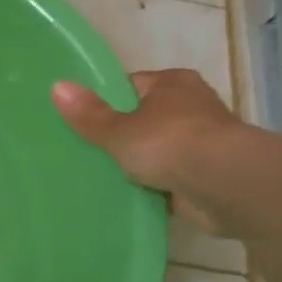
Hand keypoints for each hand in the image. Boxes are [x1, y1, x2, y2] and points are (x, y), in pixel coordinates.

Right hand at [51, 70, 247, 234]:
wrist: (225, 184)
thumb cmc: (170, 143)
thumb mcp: (118, 129)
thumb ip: (89, 114)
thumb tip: (56, 86)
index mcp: (172, 83)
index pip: (131, 86)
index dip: (106, 101)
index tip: (81, 121)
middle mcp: (191, 107)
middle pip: (145, 118)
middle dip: (122, 135)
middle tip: (85, 151)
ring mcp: (201, 143)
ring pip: (159, 151)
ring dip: (140, 164)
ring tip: (102, 176)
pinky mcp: (206, 176)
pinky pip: (170, 180)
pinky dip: (154, 188)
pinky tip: (129, 198)